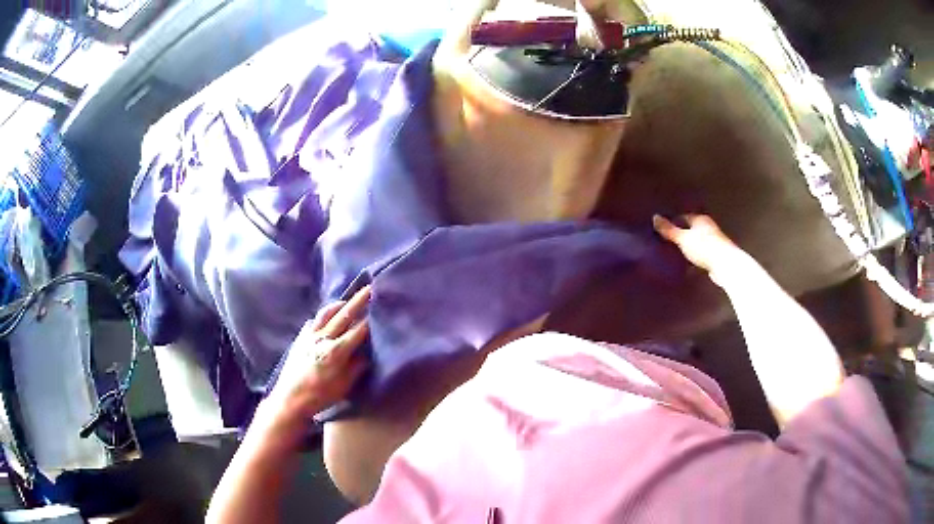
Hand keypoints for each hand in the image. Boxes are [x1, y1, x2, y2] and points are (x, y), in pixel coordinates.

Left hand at [265, 287, 370, 422]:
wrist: (289, 399)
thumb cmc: (319, 396)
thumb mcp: (344, 386)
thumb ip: (357, 367)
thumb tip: (367, 353)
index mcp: (335, 352)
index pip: (358, 331)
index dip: (371, 319)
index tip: (381, 307)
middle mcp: (322, 338)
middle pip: (343, 315)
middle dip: (358, 301)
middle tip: (370, 288)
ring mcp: (309, 336)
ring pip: (326, 313)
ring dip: (339, 305)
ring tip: (348, 300)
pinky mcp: (299, 338)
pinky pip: (313, 321)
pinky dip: (323, 316)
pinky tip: (326, 318)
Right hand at [653, 214, 742, 273]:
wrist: (726, 265)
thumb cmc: (704, 247)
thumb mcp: (683, 238)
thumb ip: (669, 230)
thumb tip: (654, 217)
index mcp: (700, 219)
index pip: (683, 217)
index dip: (673, 223)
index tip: (663, 231)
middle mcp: (708, 228)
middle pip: (691, 230)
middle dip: (680, 236)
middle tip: (667, 244)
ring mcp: (713, 242)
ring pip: (696, 243)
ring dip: (688, 248)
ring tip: (675, 256)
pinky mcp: (715, 256)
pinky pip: (701, 255)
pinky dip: (694, 259)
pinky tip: (687, 266)